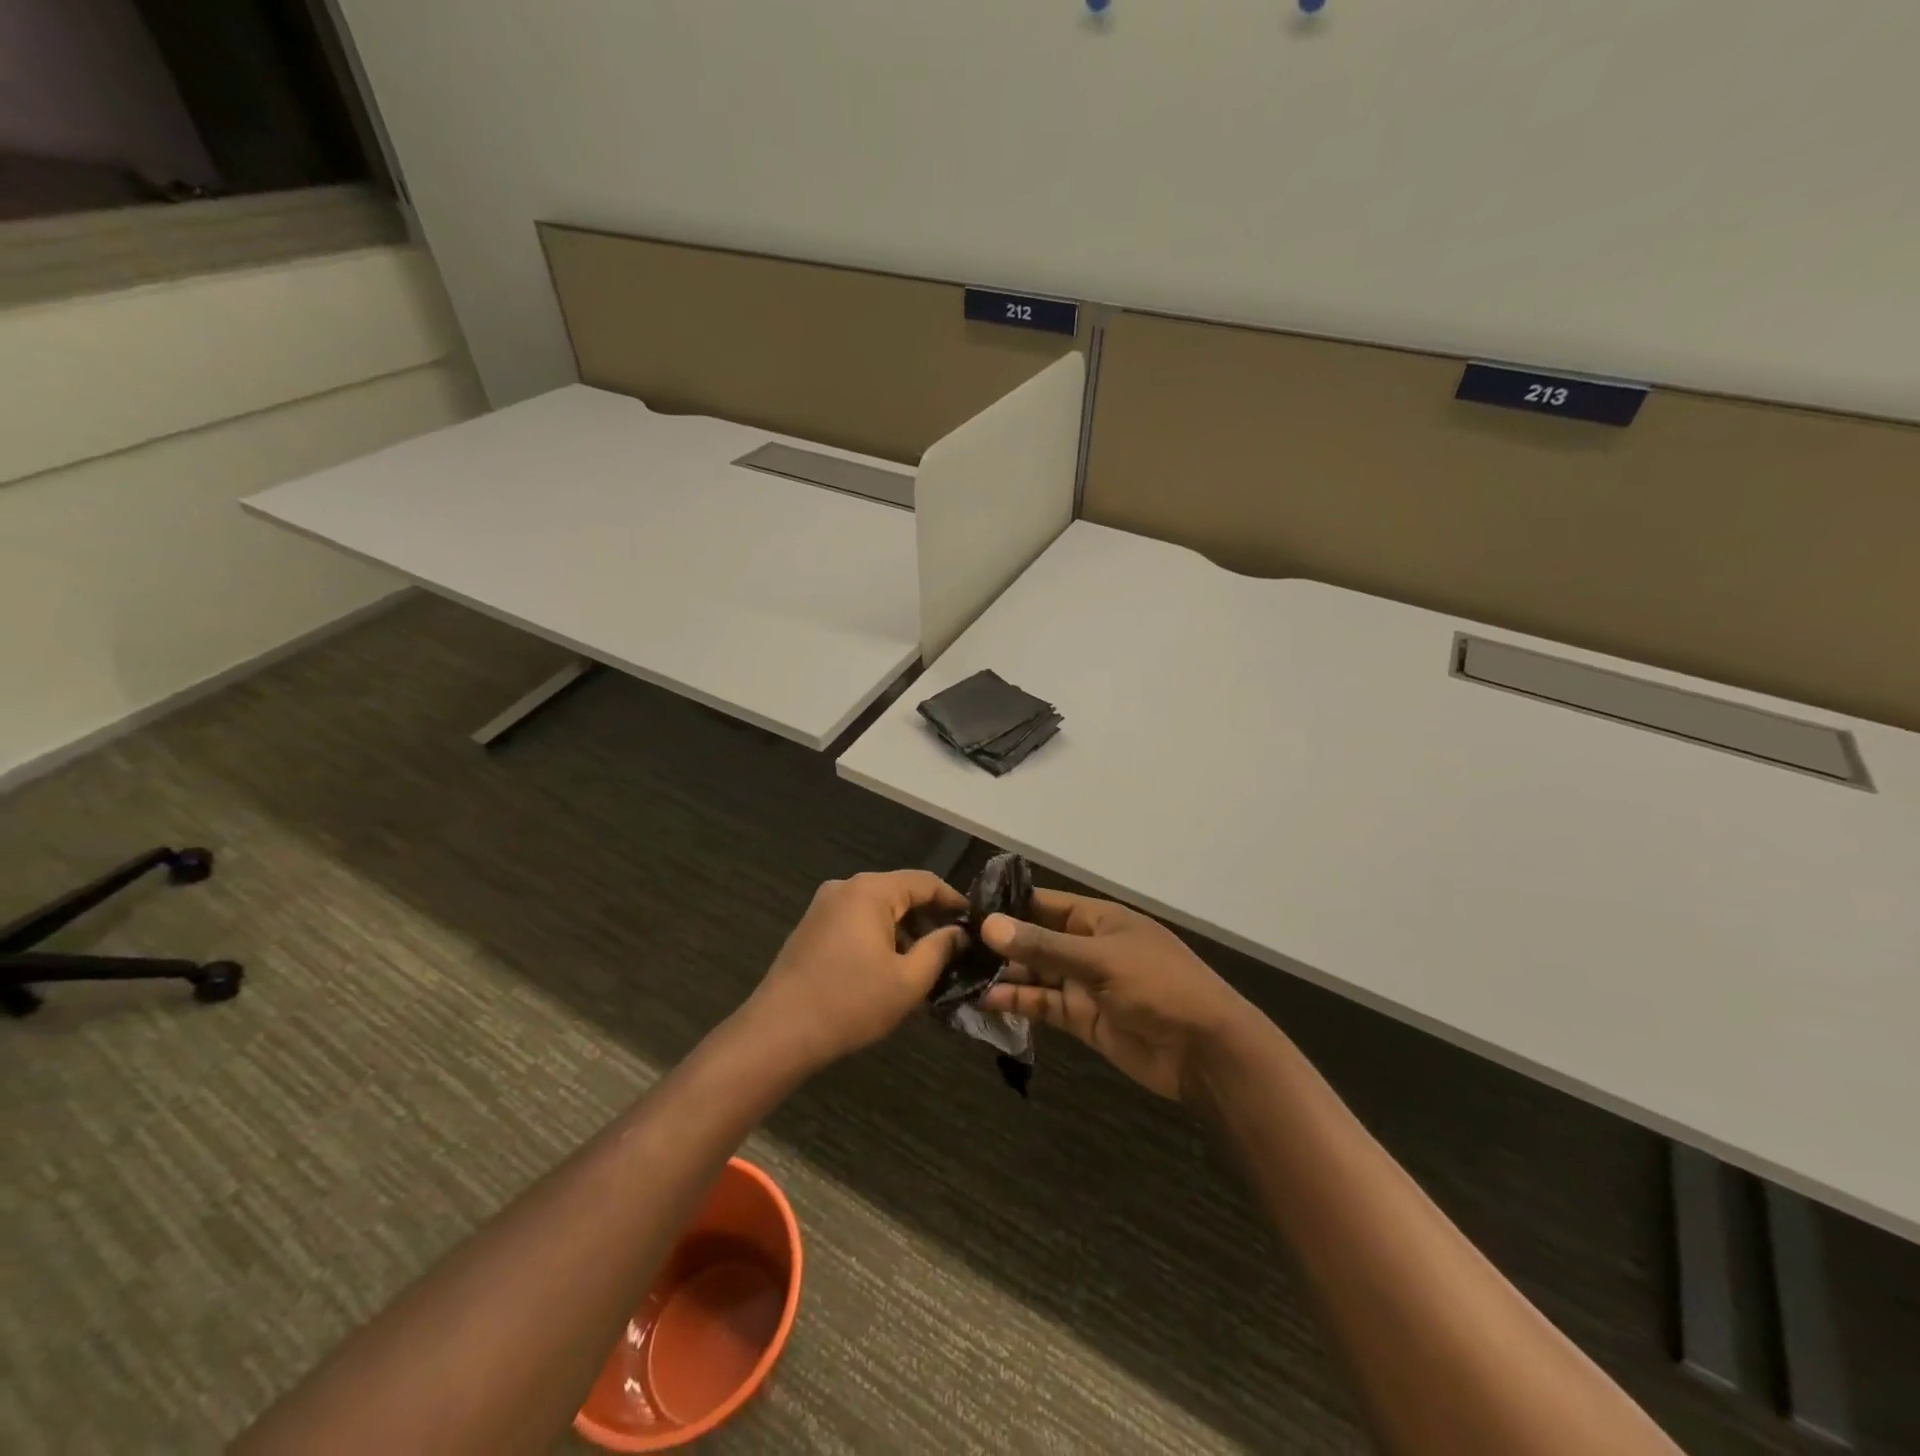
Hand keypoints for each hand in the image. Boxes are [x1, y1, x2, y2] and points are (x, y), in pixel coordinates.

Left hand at [746, 870, 968, 1069]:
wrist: (778, 1032)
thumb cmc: (850, 1003)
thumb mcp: (908, 981)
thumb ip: (940, 949)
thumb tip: (959, 933)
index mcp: (870, 890)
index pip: (925, 881)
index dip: (954, 901)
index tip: (976, 923)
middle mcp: (845, 887)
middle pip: (900, 892)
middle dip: (929, 918)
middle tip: (954, 949)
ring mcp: (824, 906)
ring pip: (878, 908)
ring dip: (904, 930)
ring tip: (925, 963)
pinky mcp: (812, 927)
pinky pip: (857, 921)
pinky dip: (879, 936)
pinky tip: (890, 967)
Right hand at [978, 890, 1254, 1100]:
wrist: (1205, 1051)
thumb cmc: (1159, 986)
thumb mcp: (1100, 960)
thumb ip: (1043, 946)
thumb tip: (989, 925)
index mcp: (1098, 919)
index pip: (1044, 904)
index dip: (1008, 905)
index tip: (965, 909)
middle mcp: (1087, 947)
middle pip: (1035, 940)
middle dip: (1000, 943)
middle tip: (951, 946)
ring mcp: (1084, 984)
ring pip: (1035, 975)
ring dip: (1003, 975)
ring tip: (959, 974)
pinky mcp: (1083, 1019)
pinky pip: (1044, 1006)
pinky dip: (1018, 1003)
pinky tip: (986, 1001)